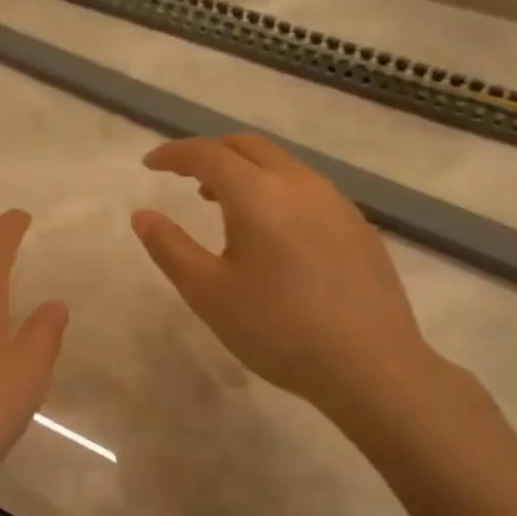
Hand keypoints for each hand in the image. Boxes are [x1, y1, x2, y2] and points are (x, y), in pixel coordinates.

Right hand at [131, 134, 445, 419]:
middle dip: (210, 152)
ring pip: (281, 164)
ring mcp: (336, 203)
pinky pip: (306, 188)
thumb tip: (142, 215)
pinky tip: (271, 231)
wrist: (374, 368)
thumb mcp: (208, 293)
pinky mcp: (358, 226)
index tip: (150, 165)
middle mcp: (300, 184)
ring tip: (220, 201)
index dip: (174, 154)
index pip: (207, 154)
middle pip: (248, 146)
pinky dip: (274, 188)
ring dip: (244, 169)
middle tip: (183, 174)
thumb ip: (169, 247)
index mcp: (258, 194)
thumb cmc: (278, 329)